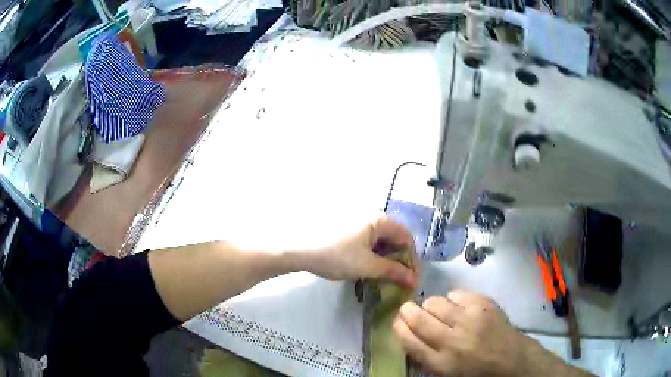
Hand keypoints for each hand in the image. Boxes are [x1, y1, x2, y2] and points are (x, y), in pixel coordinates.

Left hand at [304, 217, 417, 287]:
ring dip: (386, 259)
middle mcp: (371, 217)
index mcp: (379, 220)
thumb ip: (394, 272)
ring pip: (381, 241)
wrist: (300, 250)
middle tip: (399, 280)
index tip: (411, 279)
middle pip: (394, 238)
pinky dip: (374, 256)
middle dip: (399, 260)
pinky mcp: (348, 230)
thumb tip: (414, 279)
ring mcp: (358, 222)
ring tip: (386, 277)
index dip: (412, 259)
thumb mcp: (368, 266)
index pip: (406, 238)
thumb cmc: (337, 256)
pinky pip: (369, 242)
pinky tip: (370, 269)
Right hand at [393, 290, 583, 375]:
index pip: (408, 340)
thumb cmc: (477, 373)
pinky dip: (453, 299)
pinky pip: (457, 294)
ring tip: (437, 311)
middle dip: (407, 311)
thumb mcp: (446, 374)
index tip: (397, 322)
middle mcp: (453, 340)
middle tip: (409, 310)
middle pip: (419, 318)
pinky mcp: (484, 305)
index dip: (398, 327)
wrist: (512, 361)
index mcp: (441, 363)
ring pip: (436, 302)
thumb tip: (408, 334)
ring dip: (431, 305)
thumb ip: (425, 357)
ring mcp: (471, 319)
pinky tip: (458, 307)